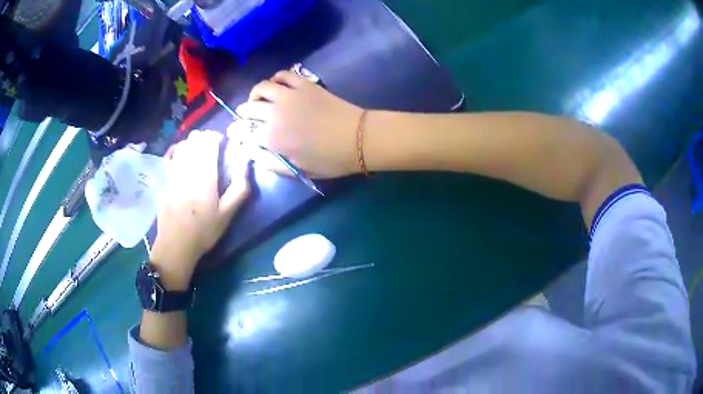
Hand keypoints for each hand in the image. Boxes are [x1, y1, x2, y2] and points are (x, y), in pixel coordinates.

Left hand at [151, 130, 249, 289]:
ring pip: (183, 144)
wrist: (175, 245)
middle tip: (213, 149)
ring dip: (193, 143)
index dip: (217, 137)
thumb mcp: (228, 214)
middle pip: (195, 138)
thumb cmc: (204, 231)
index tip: (224, 145)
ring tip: (199, 153)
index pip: (209, 141)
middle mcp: (188, 168)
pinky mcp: (165, 179)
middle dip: (206, 138)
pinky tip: (184, 158)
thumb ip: (239, 187)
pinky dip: (180, 151)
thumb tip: (245, 161)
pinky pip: (172, 155)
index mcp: (206, 176)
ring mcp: (173, 172)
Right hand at [236, 70, 363, 177]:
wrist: (358, 138)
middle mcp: (275, 114)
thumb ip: (274, 164)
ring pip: (262, 87)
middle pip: (249, 108)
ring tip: (259, 99)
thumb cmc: (330, 159)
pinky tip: (277, 85)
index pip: (245, 132)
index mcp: (272, 139)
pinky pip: (283, 75)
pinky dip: (276, 78)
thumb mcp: (300, 170)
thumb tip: (256, 155)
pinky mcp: (304, 85)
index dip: (237, 132)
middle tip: (246, 116)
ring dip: (256, 93)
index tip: (235, 133)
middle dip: (243, 113)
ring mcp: (289, 96)